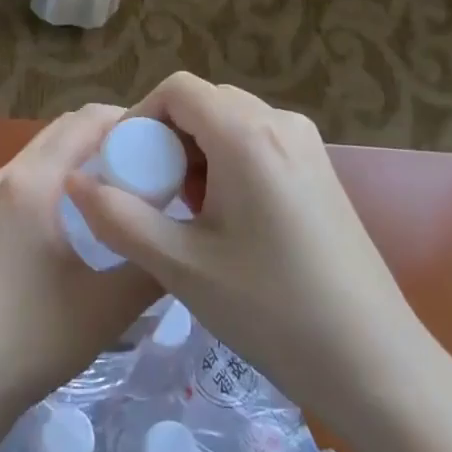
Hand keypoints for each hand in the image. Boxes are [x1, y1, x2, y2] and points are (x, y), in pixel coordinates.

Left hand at [0, 104, 162, 434]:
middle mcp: (10, 174)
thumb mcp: (108, 307)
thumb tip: (183, 237)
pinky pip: (33, 175)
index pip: (89, 120)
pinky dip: (64, 175)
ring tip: (127, 188)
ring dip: (86, 155)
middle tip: (154, 164)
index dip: (132, 121)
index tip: (169, 144)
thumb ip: (152, 266)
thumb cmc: (31, 339)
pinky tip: (87, 216)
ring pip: (48, 152)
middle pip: (67, 129)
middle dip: (112, 135)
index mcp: (35, 180)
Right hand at [65, 74, 429, 432]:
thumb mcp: (183, 267)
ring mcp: (307, 144)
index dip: (140, 116)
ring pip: (232, 121)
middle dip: (168, 136)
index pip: (178, 88)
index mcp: (247, 134)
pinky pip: (259, 142)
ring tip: (185, 211)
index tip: (124, 165)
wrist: (375, 363)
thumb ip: (121, 219)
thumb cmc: (272, 311)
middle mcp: (280, 123)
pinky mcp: (320, 169)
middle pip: (205, 102)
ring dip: (198, 151)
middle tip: (150, 191)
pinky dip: (229, 161)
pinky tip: (226, 218)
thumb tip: (76, 182)